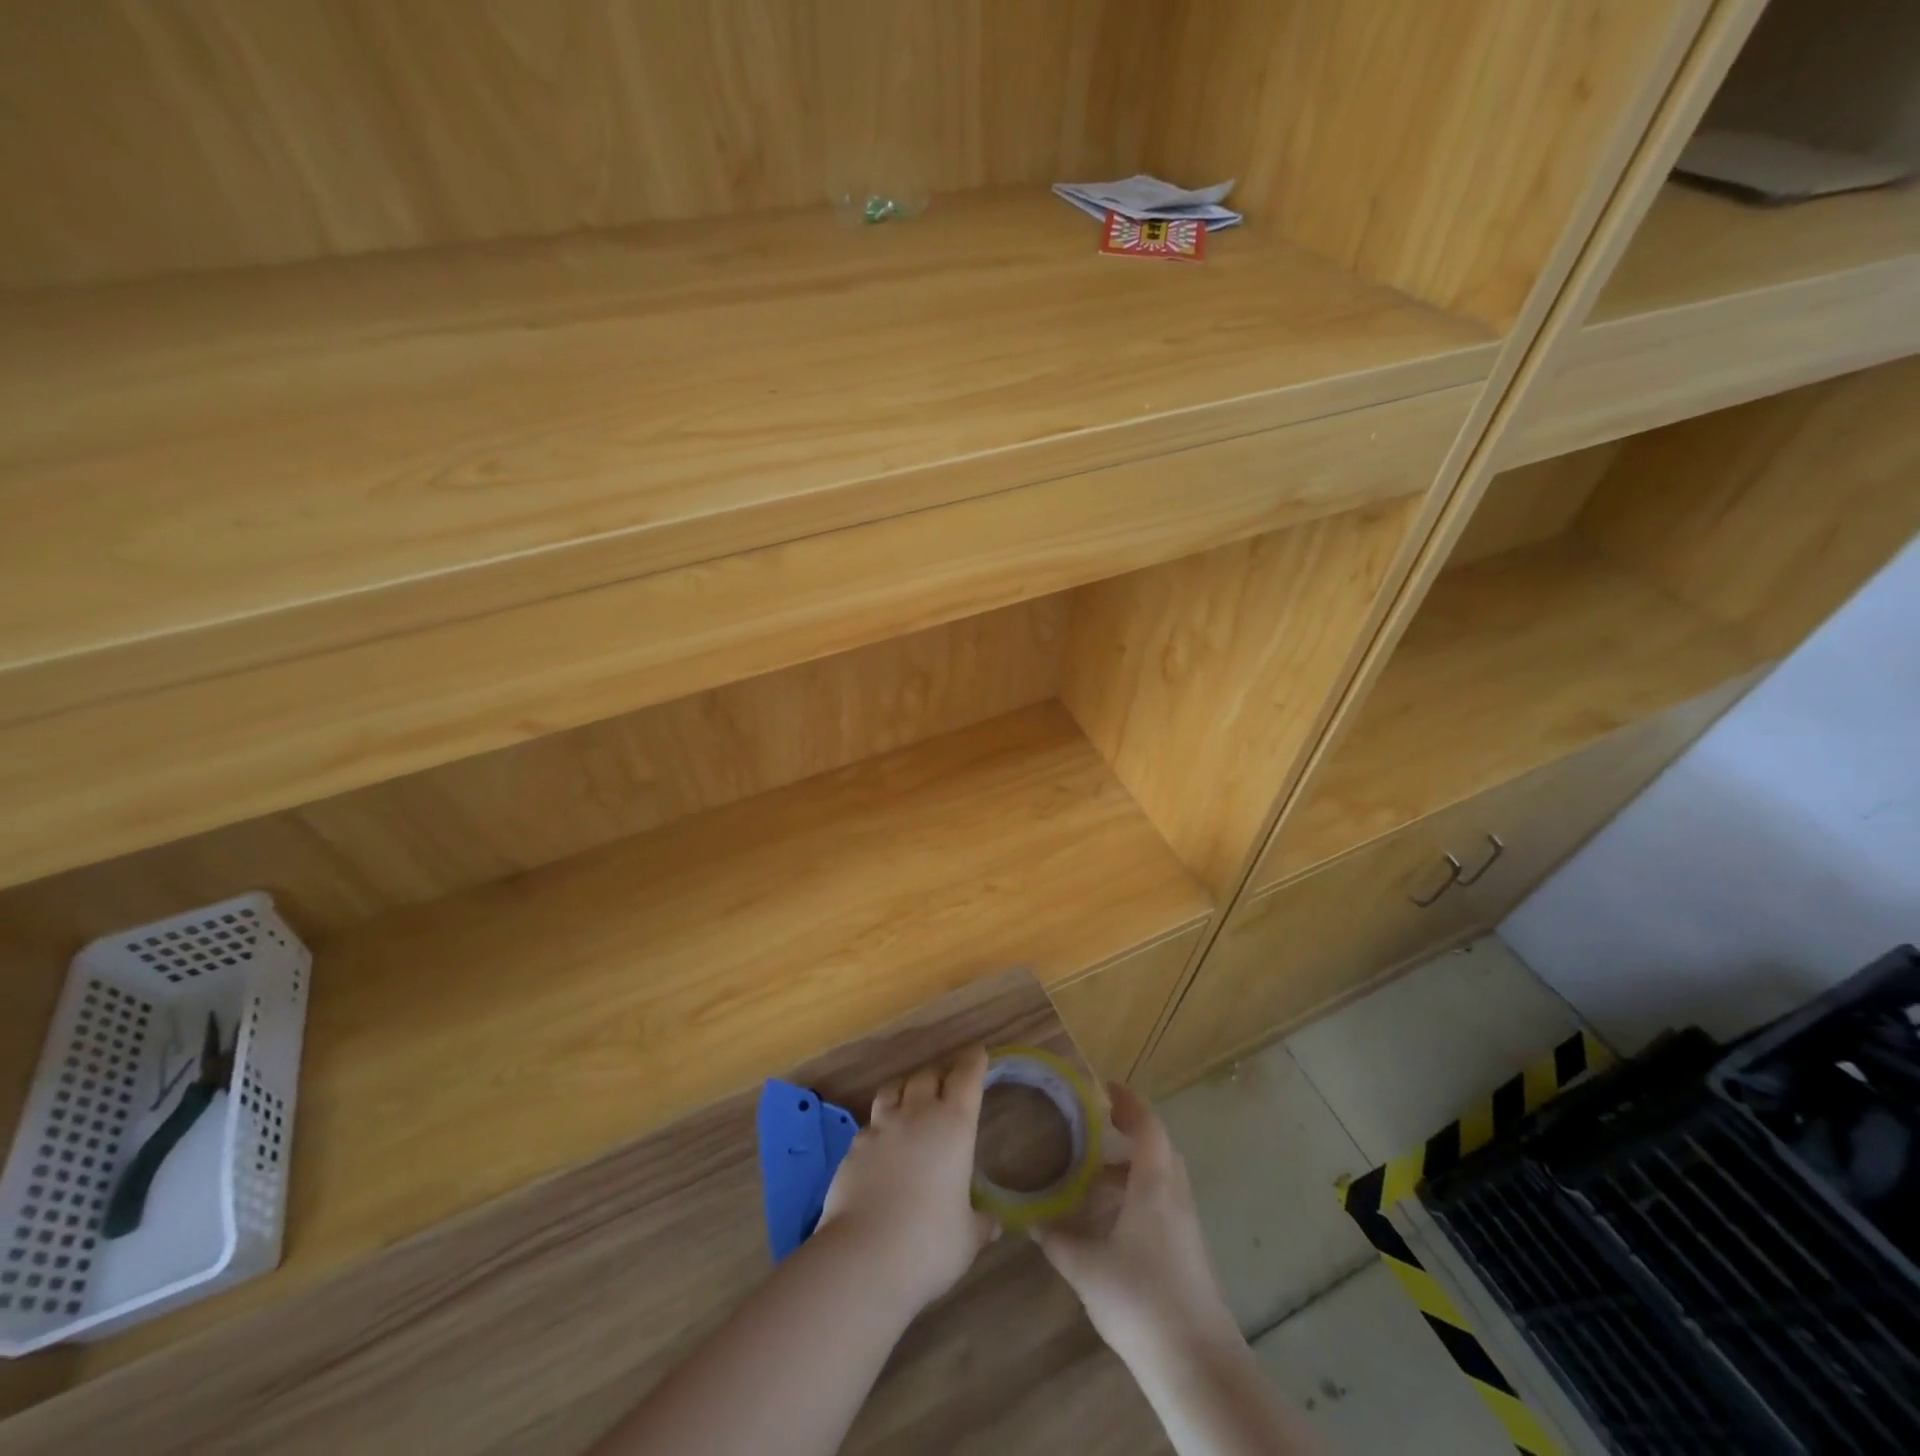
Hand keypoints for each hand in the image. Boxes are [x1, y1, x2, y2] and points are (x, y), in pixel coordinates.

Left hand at [817, 1045, 997, 1313]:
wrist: (864, 1256)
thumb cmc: (929, 1244)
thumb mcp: (968, 1237)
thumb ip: (981, 1223)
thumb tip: (993, 1223)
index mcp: (953, 1126)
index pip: (966, 1078)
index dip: (973, 1062)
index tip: (978, 1052)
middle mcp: (917, 1115)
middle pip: (928, 1075)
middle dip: (940, 1074)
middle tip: (947, 1082)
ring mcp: (881, 1127)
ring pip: (894, 1088)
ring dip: (906, 1087)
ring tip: (911, 1097)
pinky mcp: (854, 1146)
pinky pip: (871, 1122)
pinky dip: (881, 1123)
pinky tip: (883, 1141)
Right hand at [1033, 1082, 1239, 1365]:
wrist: (1197, 1365)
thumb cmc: (1141, 1301)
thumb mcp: (1086, 1268)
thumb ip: (1057, 1239)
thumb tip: (1031, 1220)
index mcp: (1154, 1184)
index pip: (1147, 1124)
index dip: (1127, 1101)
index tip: (1102, 1087)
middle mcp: (1174, 1195)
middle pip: (1158, 1146)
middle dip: (1129, 1130)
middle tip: (1094, 1124)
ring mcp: (1186, 1224)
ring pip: (1161, 1176)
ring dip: (1132, 1165)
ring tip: (1093, 1172)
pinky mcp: (1189, 1251)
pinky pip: (1163, 1202)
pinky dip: (1138, 1193)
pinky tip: (1112, 1218)